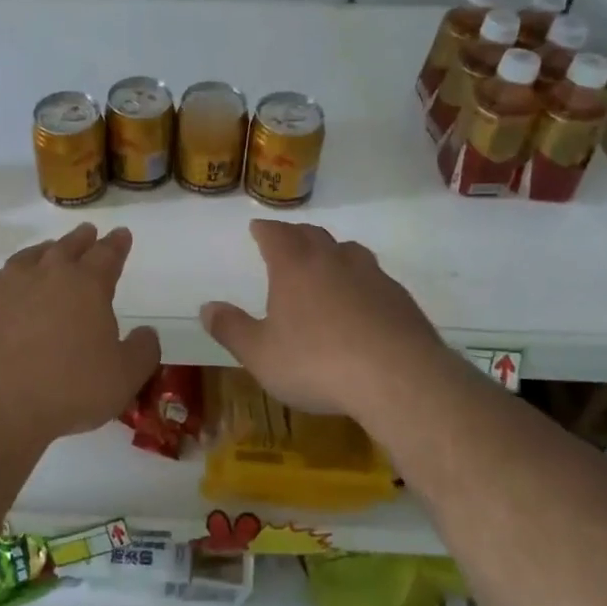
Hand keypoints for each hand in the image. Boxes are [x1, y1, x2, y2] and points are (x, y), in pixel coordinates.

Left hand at [0, 224, 159, 444]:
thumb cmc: (69, 389)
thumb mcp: (125, 377)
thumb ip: (142, 350)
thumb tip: (147, 332)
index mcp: (87, 285)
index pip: (107, 254)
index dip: (117, 244)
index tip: (121, 234)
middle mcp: (47, 274)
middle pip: (67, 247)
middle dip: (81, 239)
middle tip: (87, 232)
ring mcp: (7, 285)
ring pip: (28, 257)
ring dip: (42, 252)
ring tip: (47, 251)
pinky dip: (2, 280)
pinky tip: (1, 286)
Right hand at [200, 221, 459, 425]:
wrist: (398, 378)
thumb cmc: (317, 363)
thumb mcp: (260, 355)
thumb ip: (231, 329)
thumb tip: (206, 307)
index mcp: (295, 267)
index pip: (276, 235)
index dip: (265, 229)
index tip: (257, 227)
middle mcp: (333, 261)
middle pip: (312, 235)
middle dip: (296, 235)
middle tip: (287, 241)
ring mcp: (372, 276)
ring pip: (348, 251)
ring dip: (332, 252)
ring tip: (325, 263)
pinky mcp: (400, 298)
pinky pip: (374, 277)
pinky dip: (360, 280)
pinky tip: (362, 301)